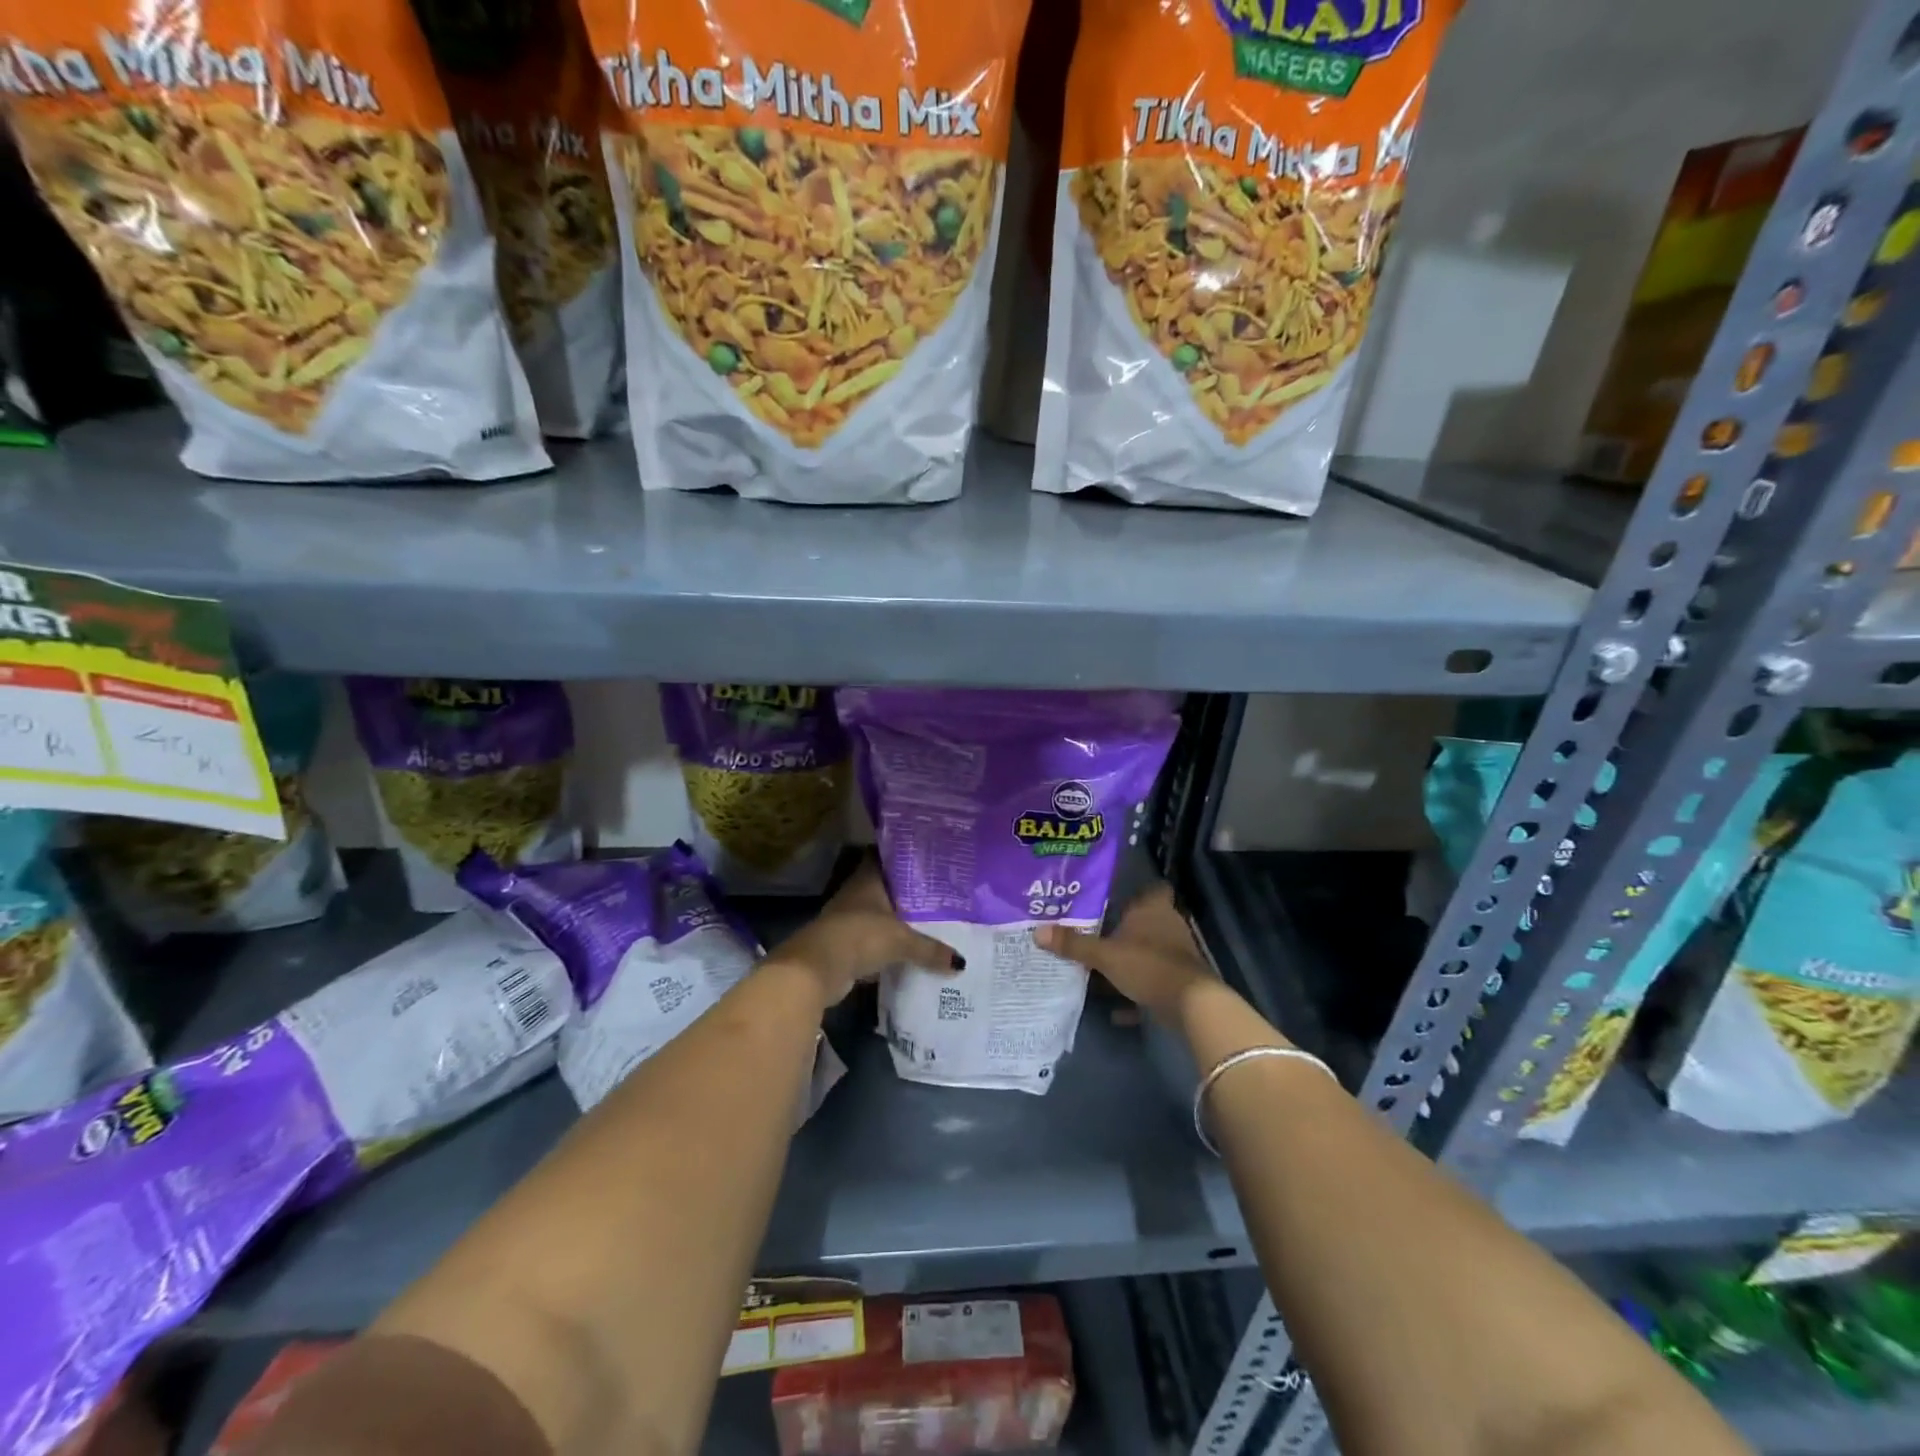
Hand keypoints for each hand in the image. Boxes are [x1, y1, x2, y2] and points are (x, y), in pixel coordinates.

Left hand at [762, 856, 961, 1009]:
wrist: (816, 970)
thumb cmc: (859, 936)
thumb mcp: (901, 940)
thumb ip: (930, 949)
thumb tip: (961, 963)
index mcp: (867, 880)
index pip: (884, 857)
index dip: (902, 856)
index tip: (926, 857)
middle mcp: (856, 895)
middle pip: (884, 888)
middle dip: (906, 893)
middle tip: (937, 893)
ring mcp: (847, 920)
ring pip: (878, 916)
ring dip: (897, 921)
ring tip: (929, 922)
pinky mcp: (845, 946)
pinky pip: (872, 942)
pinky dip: (887, 947)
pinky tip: (908, 952)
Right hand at [1034, 883, 1212, 1021]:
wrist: (1192, 1005)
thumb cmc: (1148, 965)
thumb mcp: (1104, 955)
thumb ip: (1073, 944)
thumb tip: (1037, 931)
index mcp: (1153, 909)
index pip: (1153, 889)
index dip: (1138, 892)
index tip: (1114, 899)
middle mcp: (1168, 926)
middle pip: (1145, 922)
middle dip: (1124, 930)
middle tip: (1094, 934)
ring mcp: (1176, 955)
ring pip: (1148, 953)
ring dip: (1129, 962)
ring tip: (1098, 970)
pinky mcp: (1179, 982)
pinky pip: (1152, 983)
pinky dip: (1137, 995)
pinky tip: (1116, 1010)